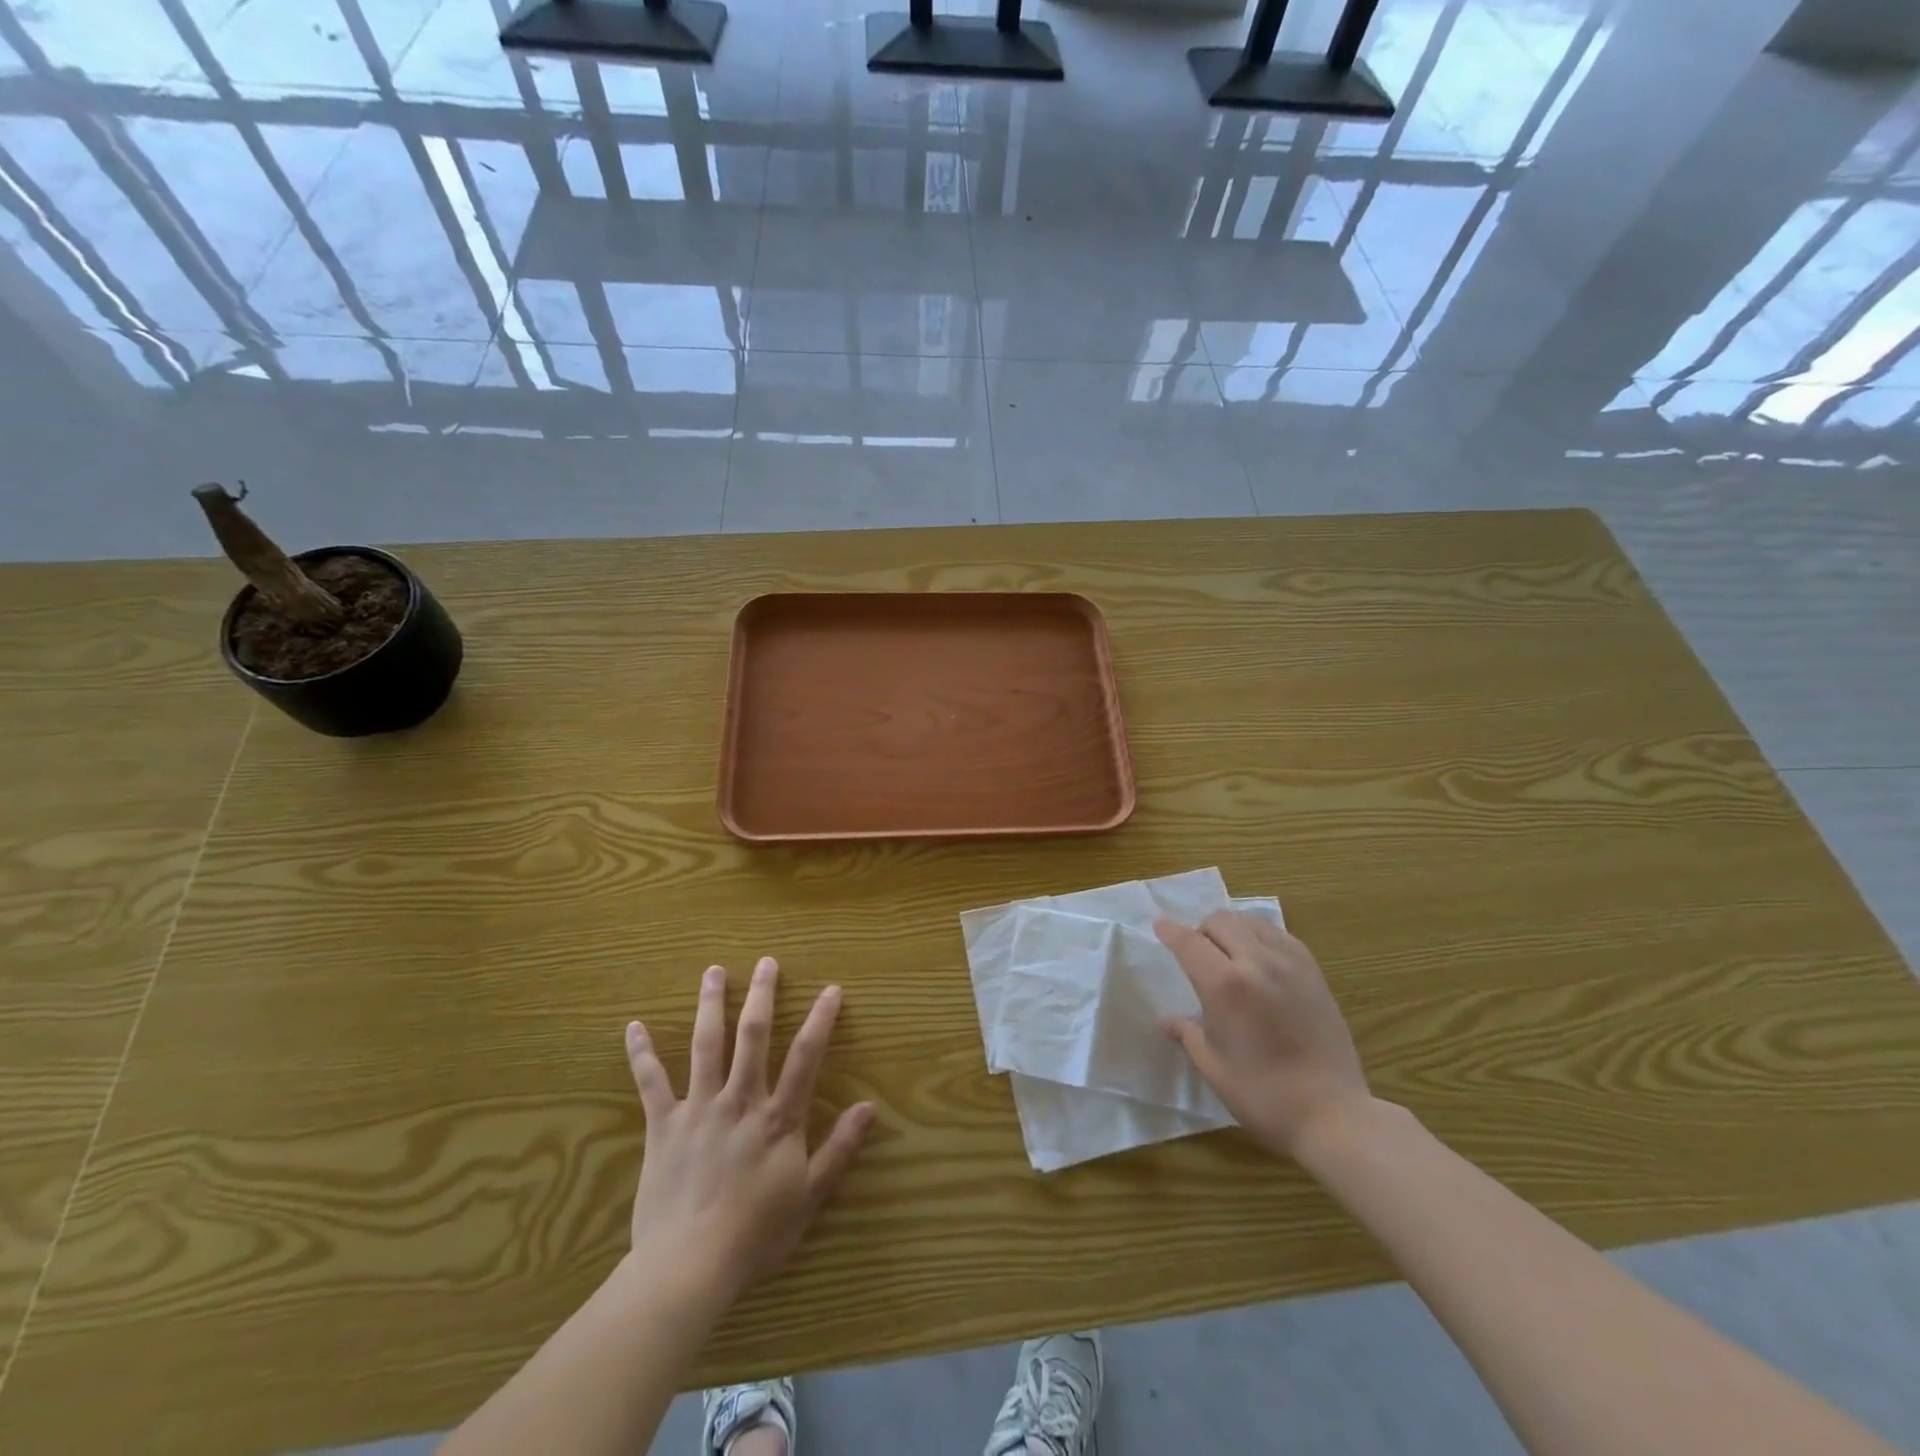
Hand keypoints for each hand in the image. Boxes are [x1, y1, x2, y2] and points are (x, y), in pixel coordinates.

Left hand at [624, 957, 872, 1307]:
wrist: (687, 1268)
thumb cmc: (755, 1234)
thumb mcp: (809, 1196)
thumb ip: (838, 1148)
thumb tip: (869, 1107)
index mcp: (777, 1117)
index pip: (805, 1057)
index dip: (821, 1020)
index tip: (831, 989)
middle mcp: (740, 1100)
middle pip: (753, 1036)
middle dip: (761, 995)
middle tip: (766, 962)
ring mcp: (699, 1108)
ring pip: (705, 1045)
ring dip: (710, 1005)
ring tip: (713, 971)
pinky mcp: (663, 1125)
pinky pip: (651, 1083)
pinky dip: (642, 1054)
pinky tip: (634, 1026)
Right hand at [1155, 912, 1371, 1157]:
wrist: (1333, 1114)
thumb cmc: (1263, 1095)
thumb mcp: (1213, 1067)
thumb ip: (1188, 1034)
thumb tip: (1171, 1022)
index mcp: (1225, 985)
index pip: (1189, 942)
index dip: (1170, 931)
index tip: (1159, 925)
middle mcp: (1256, 963)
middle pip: (1221, 921)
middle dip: (1201, 929)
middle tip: (1197, 953)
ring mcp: (1290, 964)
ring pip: (1251, 922)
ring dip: (1232, 929)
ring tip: (1229, 952)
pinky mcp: (1314, 972)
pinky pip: (1280, 935)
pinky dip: (1261, 936)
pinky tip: (1260, 959)